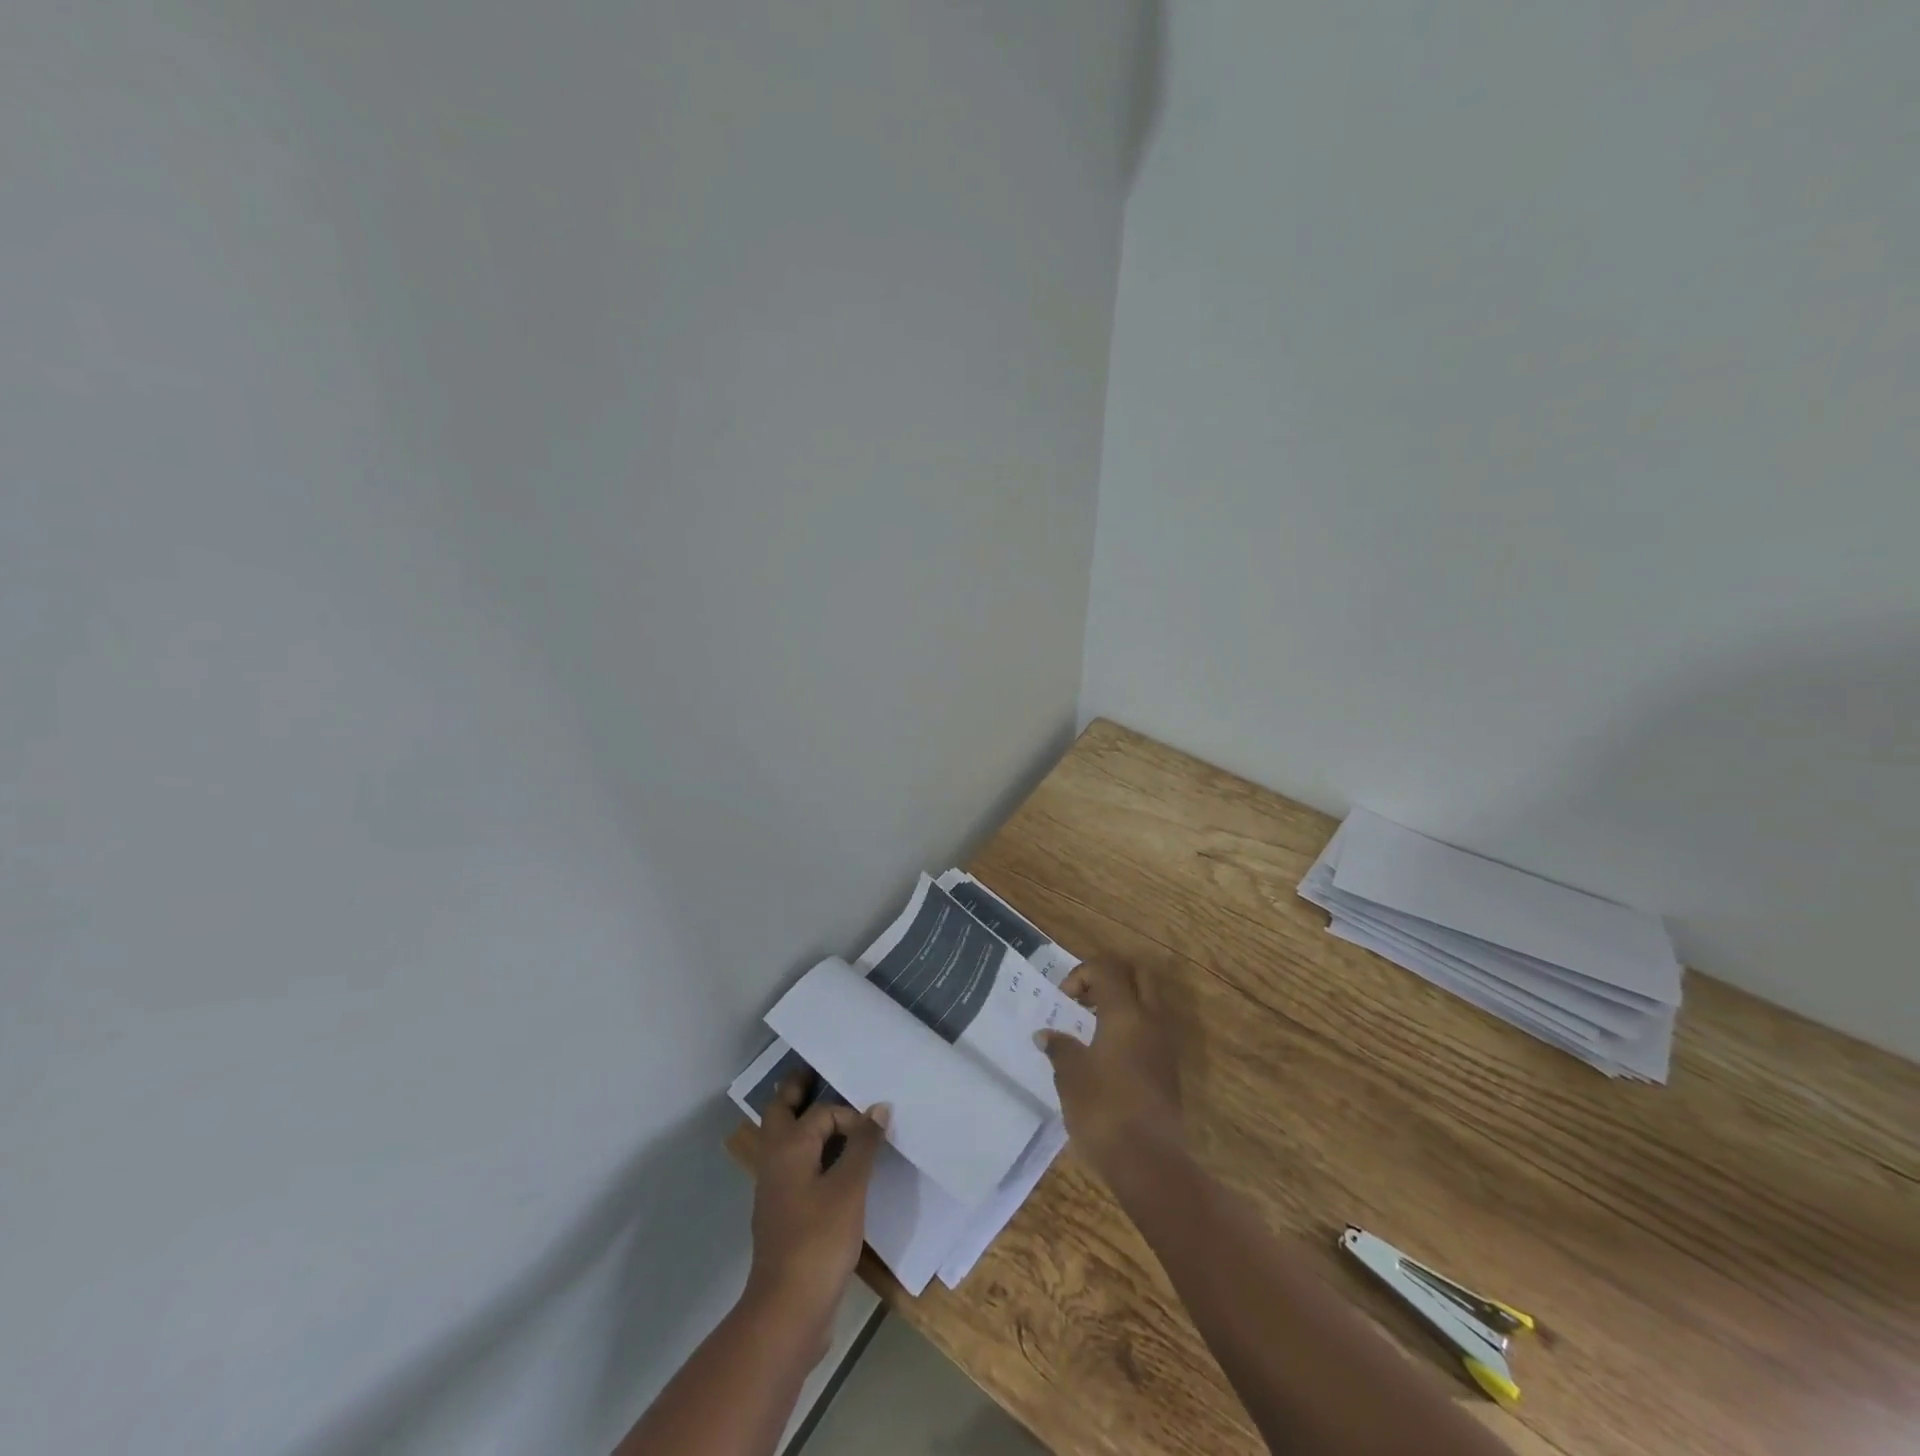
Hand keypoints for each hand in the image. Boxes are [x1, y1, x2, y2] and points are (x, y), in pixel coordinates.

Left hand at [745, 1076, 888, 1341]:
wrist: (788, 1310)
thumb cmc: (818, 1240)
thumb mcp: (849, 1188)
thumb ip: (863, 1145)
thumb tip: (878, 1107)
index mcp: (788, 1149)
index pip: (819, 1113)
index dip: (848, 1116)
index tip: (873, 1130)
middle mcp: (776, 1163)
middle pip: (781, 1113)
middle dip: (796, 1091)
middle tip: (814, 1072)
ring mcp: (776, 1191)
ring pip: (785, 1142)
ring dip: (802, 1123)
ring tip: (832, 1115)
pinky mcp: (785, 1216)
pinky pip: (796, 1168)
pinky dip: (811, 1155)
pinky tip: (835, 1167)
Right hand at [1036, 959, 1182, 1180]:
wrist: (1150, 1163)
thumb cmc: (1104, 1109)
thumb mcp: (1071, 1075)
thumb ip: (1060, 1047)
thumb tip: (1047, 1035)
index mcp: (1126, 1013)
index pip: (1107, 968)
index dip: (1081, 974)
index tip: (1064, 1002)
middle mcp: (1151, 1021)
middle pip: (1138, 975)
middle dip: (1110, 978)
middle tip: (1084, 1000)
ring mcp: (1164, 1046)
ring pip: (1148, 1003)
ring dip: (1122, 1004)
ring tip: (1091, 1029)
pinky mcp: (1168, 1071)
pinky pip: (1151, 1031)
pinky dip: (1130, 1029)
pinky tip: (1106, 1057)